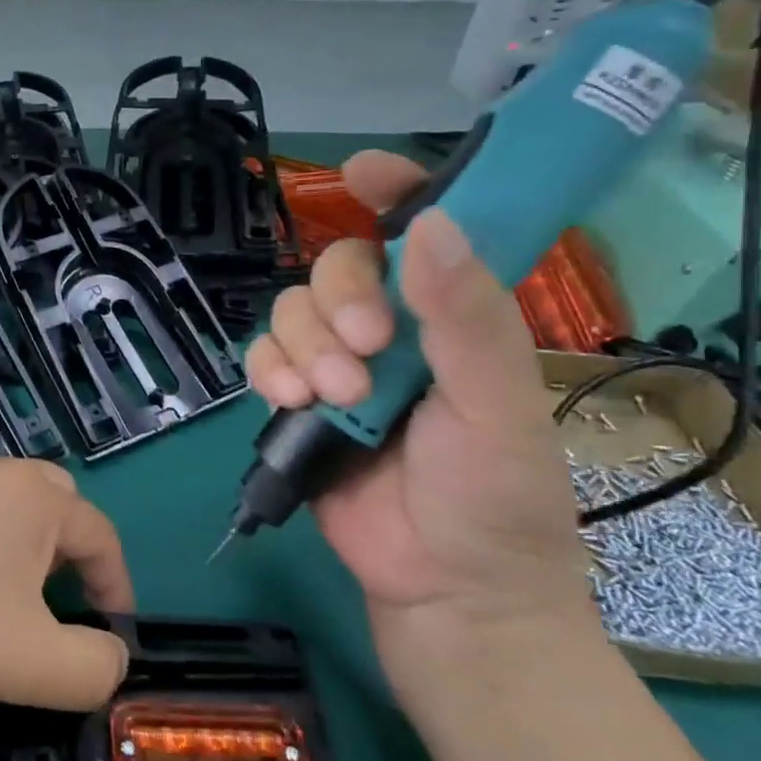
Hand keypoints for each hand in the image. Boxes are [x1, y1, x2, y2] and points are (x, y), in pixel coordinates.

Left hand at [0, 458, 134, 713]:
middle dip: (71, 559)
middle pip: (55, 509)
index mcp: (31, 496)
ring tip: (5, 610)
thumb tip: (109, 653)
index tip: (110, 639)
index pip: (101, 536)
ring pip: (5, 512)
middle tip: (58, 612)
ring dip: (22, 555)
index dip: (116, 589)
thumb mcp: (34, 663)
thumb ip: (95, 666)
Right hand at [244, 152, 589, 647]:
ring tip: (334, 397)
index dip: (395, 191)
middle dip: (339, 298)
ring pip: (291, 310)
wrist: (444, 588)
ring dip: (305, 345)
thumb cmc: (496, 497)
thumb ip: (468, 318)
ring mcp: (339, 364)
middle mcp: (392, 329)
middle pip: (336, 266)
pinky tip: (290, 401)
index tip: (362, 171)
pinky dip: (268, 370)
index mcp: (453, 318)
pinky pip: (262, 356)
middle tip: (365, 347)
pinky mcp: (297, 399)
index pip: (423, 231)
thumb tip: (430, 225)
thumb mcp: (498, 406)